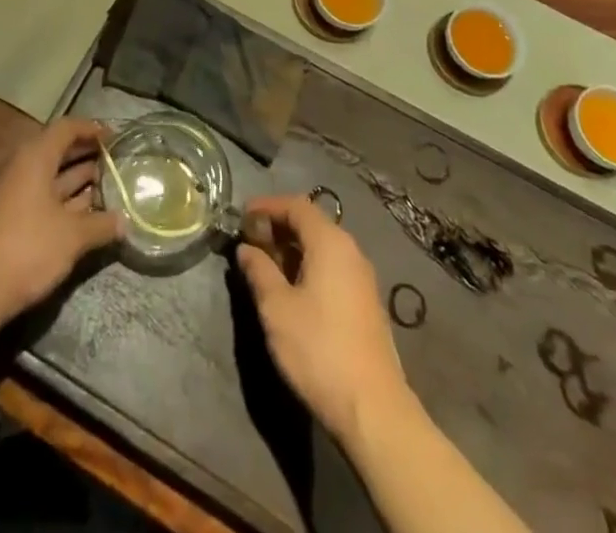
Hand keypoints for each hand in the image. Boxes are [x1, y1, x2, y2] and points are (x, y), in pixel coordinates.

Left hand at [0, 118, 123, 322]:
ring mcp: (14, 192)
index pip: (66, 128)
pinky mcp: (10, 216)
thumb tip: (125, 222)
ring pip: (51, 176)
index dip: (92, 129)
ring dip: (78, 180)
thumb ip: (101, 224)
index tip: (116, 138)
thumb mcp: (73, 235)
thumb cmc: (29, 246)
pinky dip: (65, 200)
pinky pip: (43, 197)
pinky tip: (86, 213)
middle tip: (116, 162)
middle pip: (58, 150)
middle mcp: (22, 167)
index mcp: (35, 157)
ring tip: (108, 186)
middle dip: (88, 155)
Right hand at [235, 195, 409, 446]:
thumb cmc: (319, 350)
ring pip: (322, 247)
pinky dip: (308, 266)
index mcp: (330, 243)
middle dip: (278, 226)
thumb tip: (246, 249)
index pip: (296, 205)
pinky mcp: (365, 304)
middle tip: (249, 240)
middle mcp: (350, 251)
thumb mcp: (277, 309)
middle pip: (311, 223)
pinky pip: (332, 268)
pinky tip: (292, 289)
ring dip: (292, 248)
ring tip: (265, 265)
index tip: (241, 216)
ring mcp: (362, 278)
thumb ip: (259, 271)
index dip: (267, 206)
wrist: (374, 410)